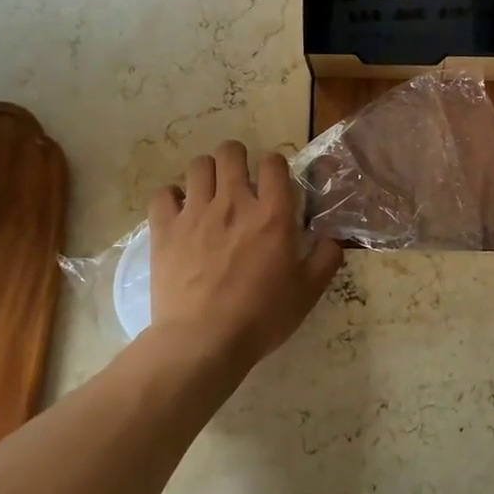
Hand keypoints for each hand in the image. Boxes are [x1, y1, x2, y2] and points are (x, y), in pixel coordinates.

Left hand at [148, 141, 342, 371]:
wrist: (204, 341)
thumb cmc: (261, 317)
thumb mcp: (307, 292)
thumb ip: (325, 259)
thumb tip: (331, 239)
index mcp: (272, 214)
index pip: (274, 163)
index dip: (274, 166)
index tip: (273, 184)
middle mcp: (234, 203)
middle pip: (231, 152)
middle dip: (237, 158)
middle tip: (239, 181)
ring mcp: (196, 213)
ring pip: (198, 165)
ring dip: (206, 173)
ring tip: (209, 193)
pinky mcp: (165, 229)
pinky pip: (163, 194)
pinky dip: (171, 197)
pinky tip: (178, 212)